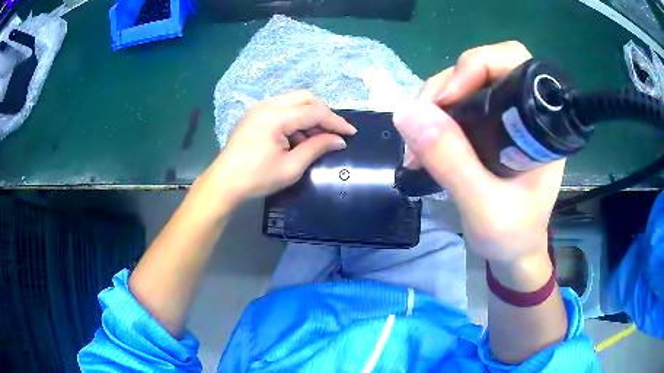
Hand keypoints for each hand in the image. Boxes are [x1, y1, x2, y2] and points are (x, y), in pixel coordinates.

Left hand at [201, 90, 355, 206]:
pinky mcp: (255, 114)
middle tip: (333, 132)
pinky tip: (297, 136)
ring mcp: (259, 107)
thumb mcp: (291, 167)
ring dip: (309, 114)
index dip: (335, 121)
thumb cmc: (257, 178)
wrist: (224, 183)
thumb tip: (339, 140)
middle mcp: (267, 105)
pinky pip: (282, 107)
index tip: (351, 133)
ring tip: (315, 138)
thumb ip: (316, 148)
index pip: (314, 111)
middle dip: (323, 112)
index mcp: (276, 117)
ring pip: (294, 100)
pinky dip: (295, 117)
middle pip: (305, 97)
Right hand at [393, 41, 562, 268]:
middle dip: (448, 84)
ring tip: (417, 142)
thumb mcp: (483, 207)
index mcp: (539, 126)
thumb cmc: (511, 236)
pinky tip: (424, 142)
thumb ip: (453, 162)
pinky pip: (459, 104)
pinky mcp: (491, 128)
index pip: (514, 62)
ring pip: (466, 84)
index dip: (478, 65)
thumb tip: (408, 112)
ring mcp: (507, 119)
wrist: (514, 253)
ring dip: (435, 103)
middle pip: (486, 67)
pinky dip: (436, 117)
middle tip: (423, 119)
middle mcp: (525, 113)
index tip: (446, 100)